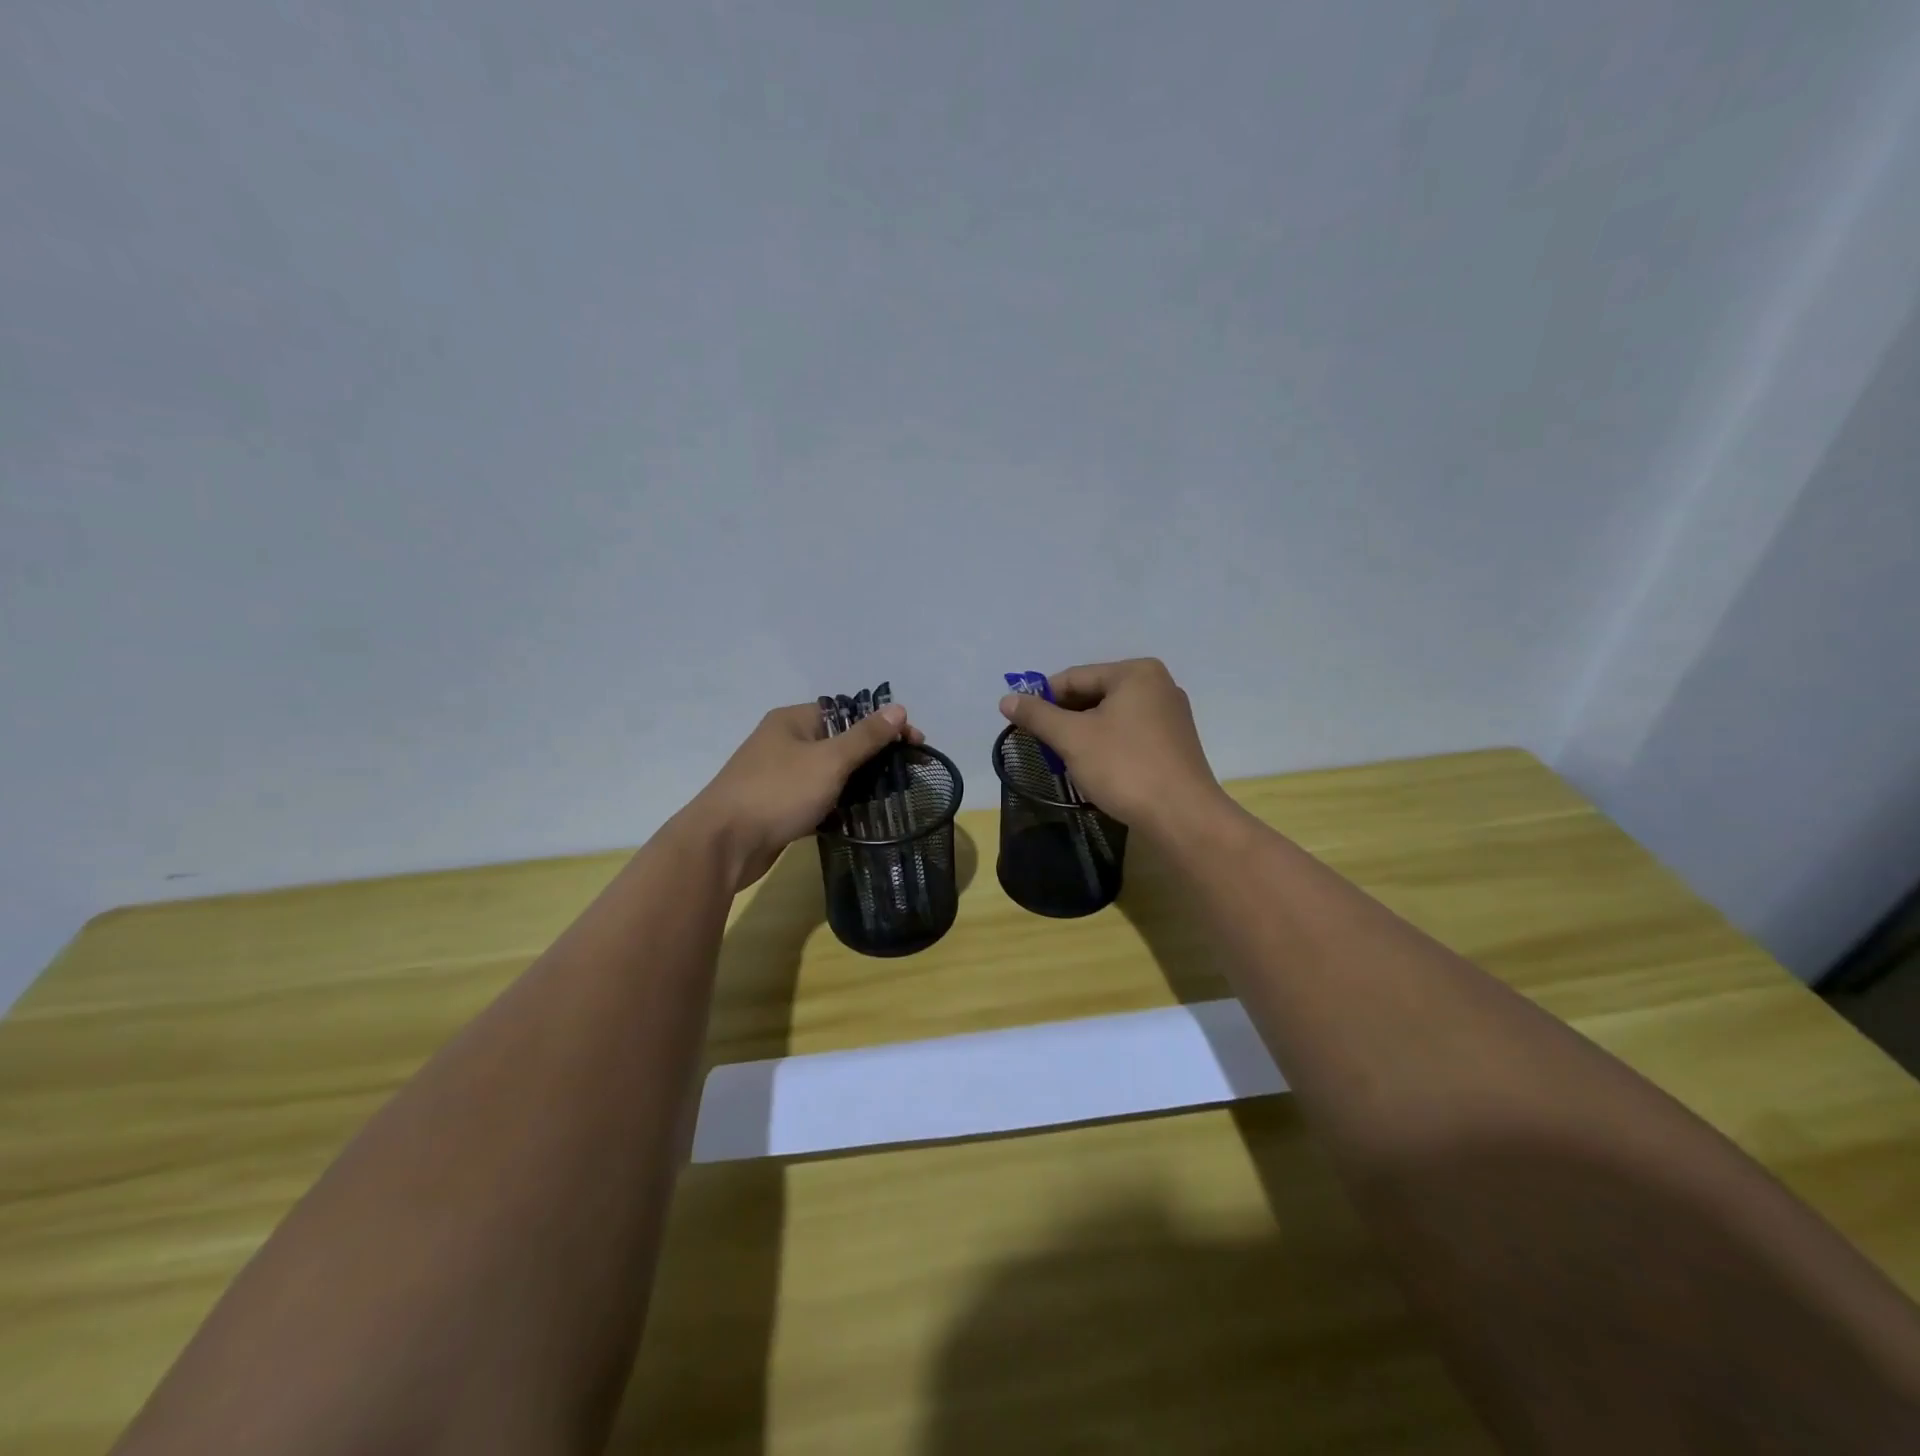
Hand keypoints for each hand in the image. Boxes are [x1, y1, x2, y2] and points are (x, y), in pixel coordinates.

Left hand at [685, 702, 924, 890]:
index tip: (914, 744)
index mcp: (794, 720)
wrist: (723, 844)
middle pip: (841, 741)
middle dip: (874, 755)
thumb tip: (898, 708)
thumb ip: (865, 737)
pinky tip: (860, 817)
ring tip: (890, 797)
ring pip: (830, 772)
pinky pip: (817, 797)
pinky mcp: (779, 806)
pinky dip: (838, 804)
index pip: (849, 712)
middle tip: (906, 773)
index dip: (884, 725)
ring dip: (858, 782)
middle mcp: (785, 742)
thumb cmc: (778, 793)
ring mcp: (779, 775)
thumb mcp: (829, 761)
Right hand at [998, 658, 1226, 832]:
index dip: (1042, 699)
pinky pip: (1128, 733)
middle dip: (1064, 719)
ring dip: (1082, 734)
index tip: (1019, 723)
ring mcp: (1169, 714)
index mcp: (1136, 672)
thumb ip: (1038, 716)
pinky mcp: (1173, 743)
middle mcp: (1157, 685)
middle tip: (1040, 745)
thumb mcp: (1072, 738)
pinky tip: (1093, 767)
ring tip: (1063, 759)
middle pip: (1094, 694)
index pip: (1074, 677)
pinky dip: (1105, 745)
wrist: (1182, 817)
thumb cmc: (1124, 767)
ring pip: (1110, 716)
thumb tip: (1006, 699)